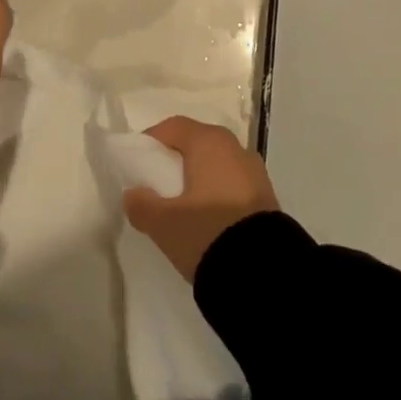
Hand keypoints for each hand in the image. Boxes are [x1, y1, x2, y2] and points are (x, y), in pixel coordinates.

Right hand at [122, 116, 280, 281]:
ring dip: (198, 178)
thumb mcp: (163, 223)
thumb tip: (133, 194)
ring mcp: (255, 172)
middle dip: (175, 160)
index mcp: (208, 141)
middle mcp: (234, 147)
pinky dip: (217, 193)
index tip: (136, 164)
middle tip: (157, 185)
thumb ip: (141, 205)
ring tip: (182, 206)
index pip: (173, 127)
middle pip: (197, 143)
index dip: (151, 141)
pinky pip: (232, 184)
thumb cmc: (206, 231)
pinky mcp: (267, 197)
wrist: (264, 272)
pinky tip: (207, 219)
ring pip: (217, 165)